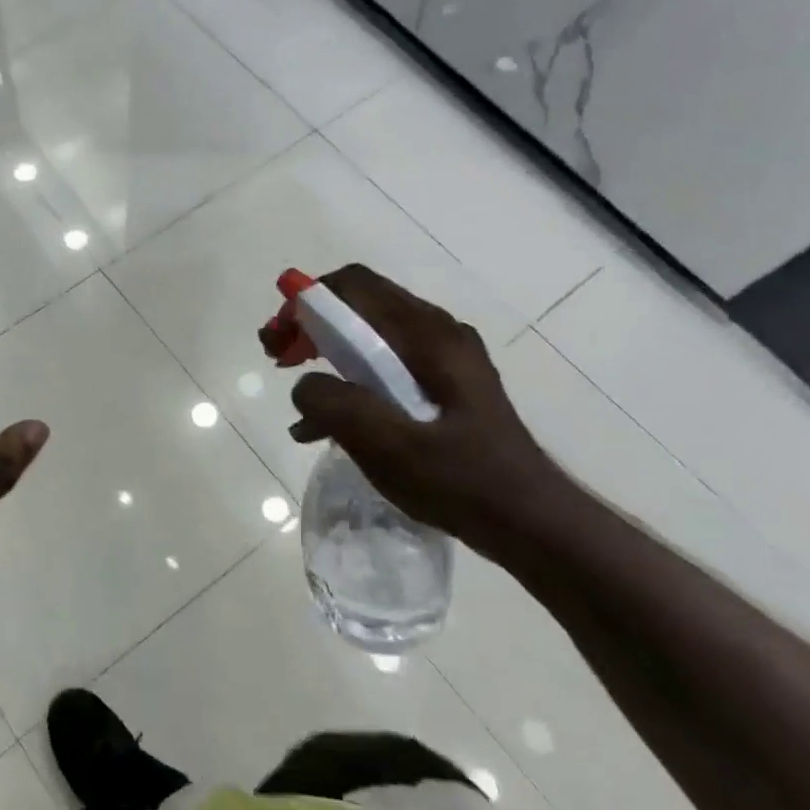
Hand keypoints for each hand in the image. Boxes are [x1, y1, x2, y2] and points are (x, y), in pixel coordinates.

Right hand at [270, 265, 574, 550]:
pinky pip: (386, 366)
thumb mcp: (389, 447)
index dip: (305, 301)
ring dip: (326, 355)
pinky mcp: (445, 386)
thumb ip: (336, 406)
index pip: (354, 286)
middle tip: (279, 359)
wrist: (532, 524)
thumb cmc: (463, 482)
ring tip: (299, 396)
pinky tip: (326, 426)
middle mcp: (437, 334)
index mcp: (428, 336)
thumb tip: (303, 386)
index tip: (278, 340)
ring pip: (370, 336)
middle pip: (359, 305)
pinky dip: (351, 382)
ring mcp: (444, 360)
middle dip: (310, 326)